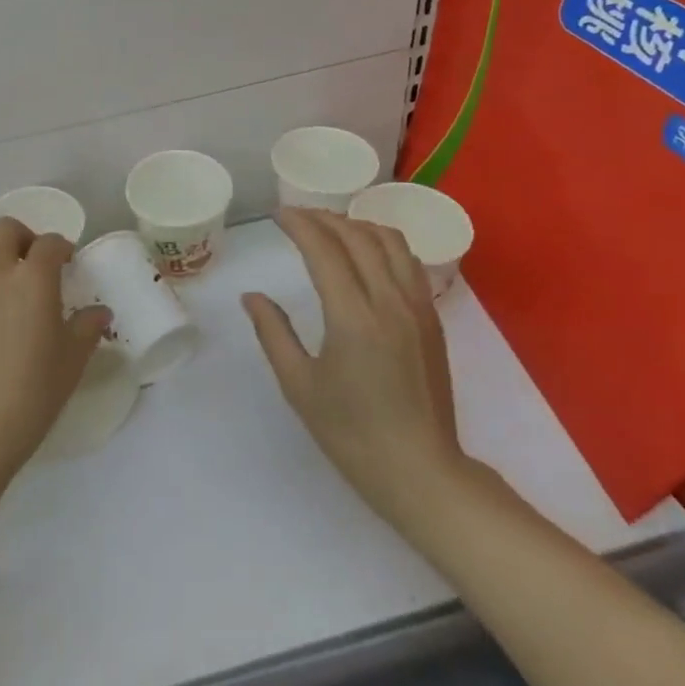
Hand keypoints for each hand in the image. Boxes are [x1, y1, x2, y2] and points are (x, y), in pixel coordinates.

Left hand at [0, 217, 106, 483]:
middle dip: (22, 239)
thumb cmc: (28, 397)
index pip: (50, 244)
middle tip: (28, 264)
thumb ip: (86, 329)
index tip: (65, 262)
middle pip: (6, 229)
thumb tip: (100, 312)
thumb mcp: (70, 364)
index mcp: (34, 280)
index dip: (61, 248)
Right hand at [245, 207, 474, 542]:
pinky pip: (409, 262)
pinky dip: (383, 243)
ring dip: (357, 224)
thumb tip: (252, 297)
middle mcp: (390, 301)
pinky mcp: (432, 318)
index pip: (325, 250)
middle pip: (358, 236)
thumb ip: (273, 333)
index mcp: (353, 317)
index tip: (278, 215)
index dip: (300, 224)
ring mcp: (417, 307)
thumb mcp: (299, 385)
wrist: (420, 470)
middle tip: (297, 217)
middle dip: (325, 218)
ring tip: (331, 226)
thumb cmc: (351, 433)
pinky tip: (368, 252)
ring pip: (391, 242)